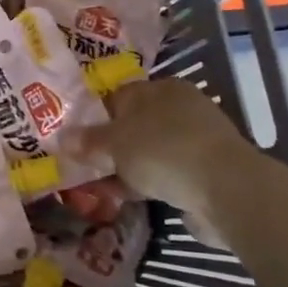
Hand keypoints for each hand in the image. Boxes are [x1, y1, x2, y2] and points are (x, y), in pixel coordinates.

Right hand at [69, 79, 253, 218]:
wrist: (225, 191)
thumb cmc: (164, 150)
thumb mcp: (116, 143)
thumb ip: (88, 141)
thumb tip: (62, 139)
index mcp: (162, 89)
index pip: (119, 95)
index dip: (93, 115)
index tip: (73, 137)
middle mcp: (180, 109)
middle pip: (133, 125)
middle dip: (108, 145)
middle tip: (82, 163)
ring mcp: (195, 142)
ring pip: (147, 152)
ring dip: (125, 168)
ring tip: (97, 186)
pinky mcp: (203, 173)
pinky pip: (162, 174)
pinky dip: (144, 184)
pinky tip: (124, 197)